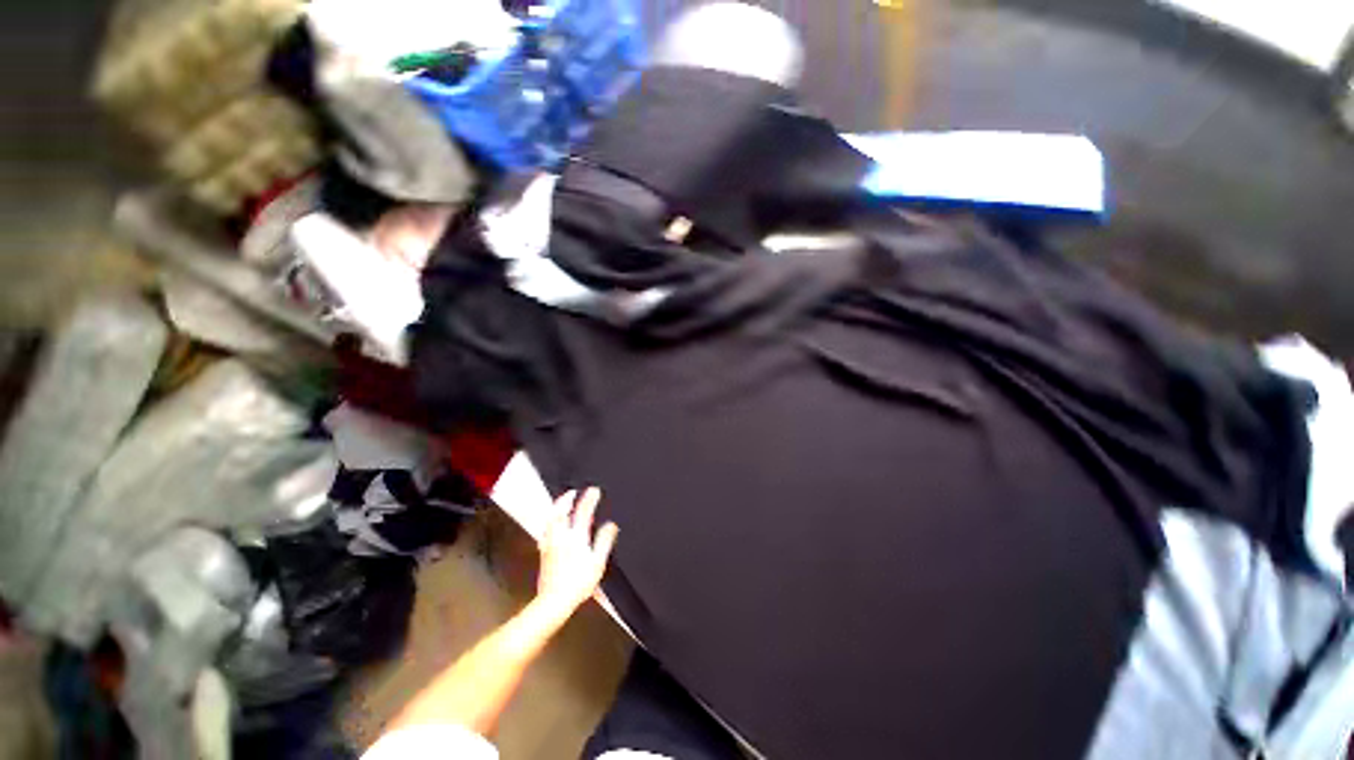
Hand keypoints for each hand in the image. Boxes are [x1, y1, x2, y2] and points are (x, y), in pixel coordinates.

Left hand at [535, 488, 619, 617]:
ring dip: (556, 507)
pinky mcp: (543, 552)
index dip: (589, 498)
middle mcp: (561, 536)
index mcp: (576, 537)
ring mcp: (550, 543)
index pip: (583, 511)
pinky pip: (545, 530)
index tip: (594, 490)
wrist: (553, 601)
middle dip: (567, 499)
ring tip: (562, 502)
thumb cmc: (578, 583)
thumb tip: (611, 524)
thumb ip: (604, 541)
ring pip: (550, 519)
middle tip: (573, 491)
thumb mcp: (597, 562)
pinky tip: (551, 524)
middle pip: (560, 511)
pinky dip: (549, 522)